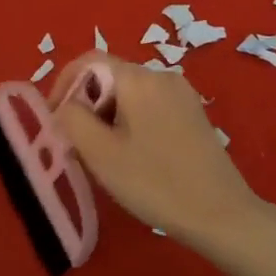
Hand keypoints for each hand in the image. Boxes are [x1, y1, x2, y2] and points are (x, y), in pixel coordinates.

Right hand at [50, 55, 262, 244]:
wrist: (222, 214)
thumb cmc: (155, 183)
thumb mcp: (101, 154)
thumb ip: (72, 119)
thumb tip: (64, 105)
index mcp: (138, 79)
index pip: (89, 60)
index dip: (64, 84)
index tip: (54, 119)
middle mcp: (162, 76)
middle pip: (110, 77)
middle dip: (88, 105)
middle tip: (78, 145)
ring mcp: (182, 94)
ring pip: (130, 94)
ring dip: (109, 117)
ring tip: (105, 156)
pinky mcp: (194, 113)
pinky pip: (151, 106)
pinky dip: (132, 122)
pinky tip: (135, 157)